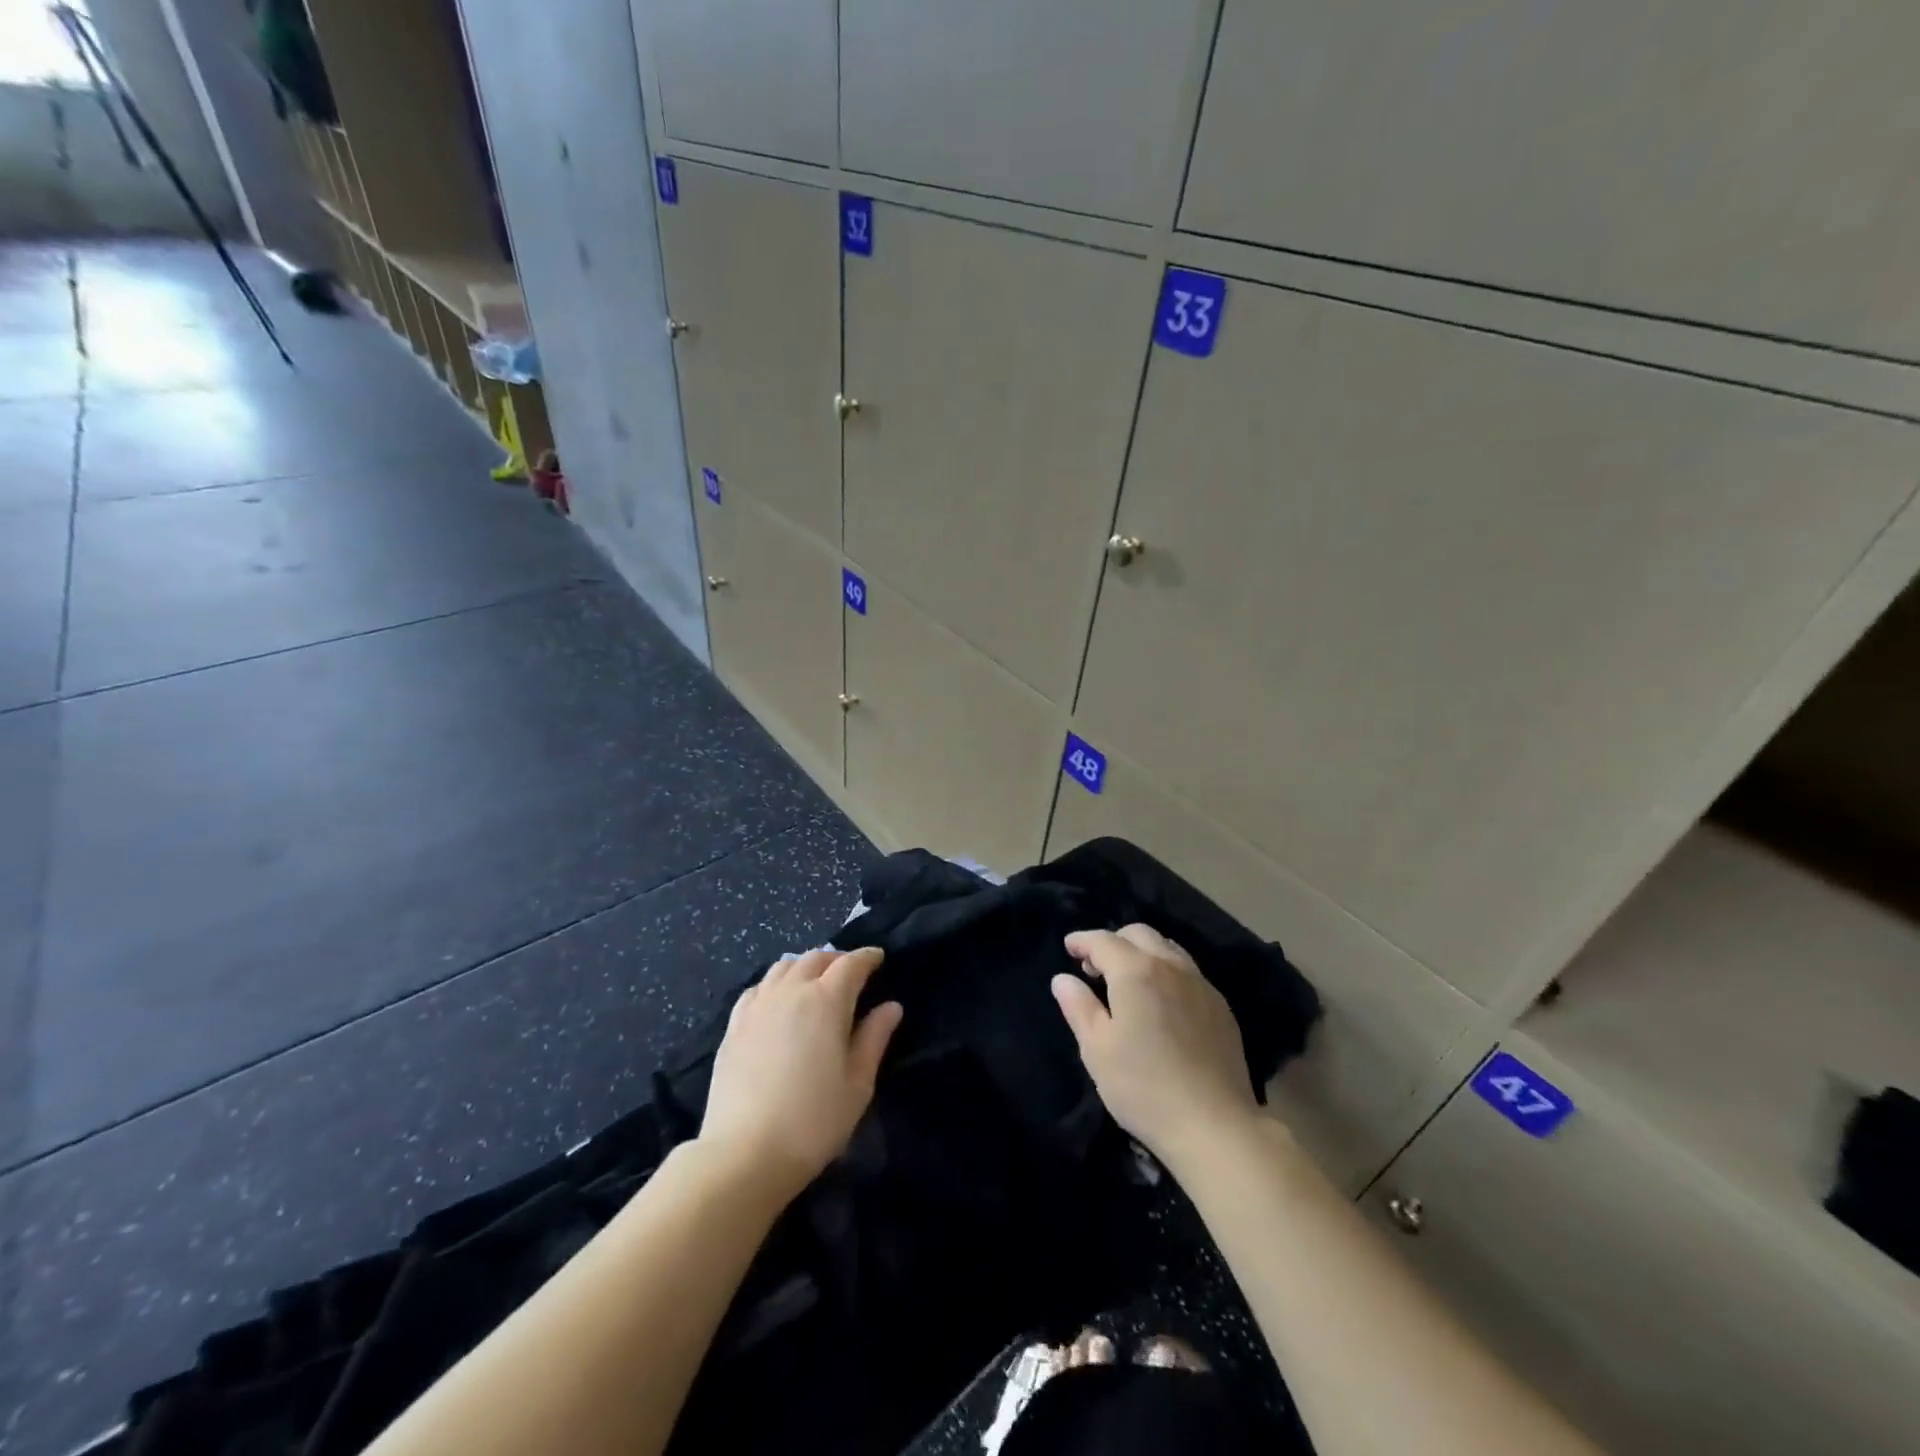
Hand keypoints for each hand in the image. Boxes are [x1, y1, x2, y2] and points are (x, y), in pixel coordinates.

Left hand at [700, 947, 902, 1201]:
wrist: (744, 1154)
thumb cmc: (813, 1121)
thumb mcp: (858, 1084)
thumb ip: (874, 1038)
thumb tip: (891, 1007)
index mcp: (826, 1001)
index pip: (851, 964)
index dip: (867, 957)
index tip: (879, 958)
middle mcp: (791, 991)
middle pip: (815, 958)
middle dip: (837, 959)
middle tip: (851, 971)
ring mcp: (758, 1006)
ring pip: (783, 967)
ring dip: (805, 966)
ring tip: (815, 981)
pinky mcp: (733, 1025)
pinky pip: (758, 988)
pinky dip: (776, 983)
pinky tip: (778, 1000)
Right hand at [1051, 924, 1260, 1167]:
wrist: (1215, 1126)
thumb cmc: (1144, 1087)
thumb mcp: (1097, 1049)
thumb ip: (1078, 1007)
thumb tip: (1063, 979)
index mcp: (1136, 971)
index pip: (1103, 941)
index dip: (1082, 941)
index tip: (1069, 947)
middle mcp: (1171, 966)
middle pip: (1139, 934)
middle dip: (1113, 942)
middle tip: (1095, 968)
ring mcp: (1201, 985)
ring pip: (1167, 948)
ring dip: (1142, 953)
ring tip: (1128, 981)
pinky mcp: (1221, 1007)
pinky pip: (1188, 971)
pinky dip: (1166, 971)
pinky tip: (1161, 1001)